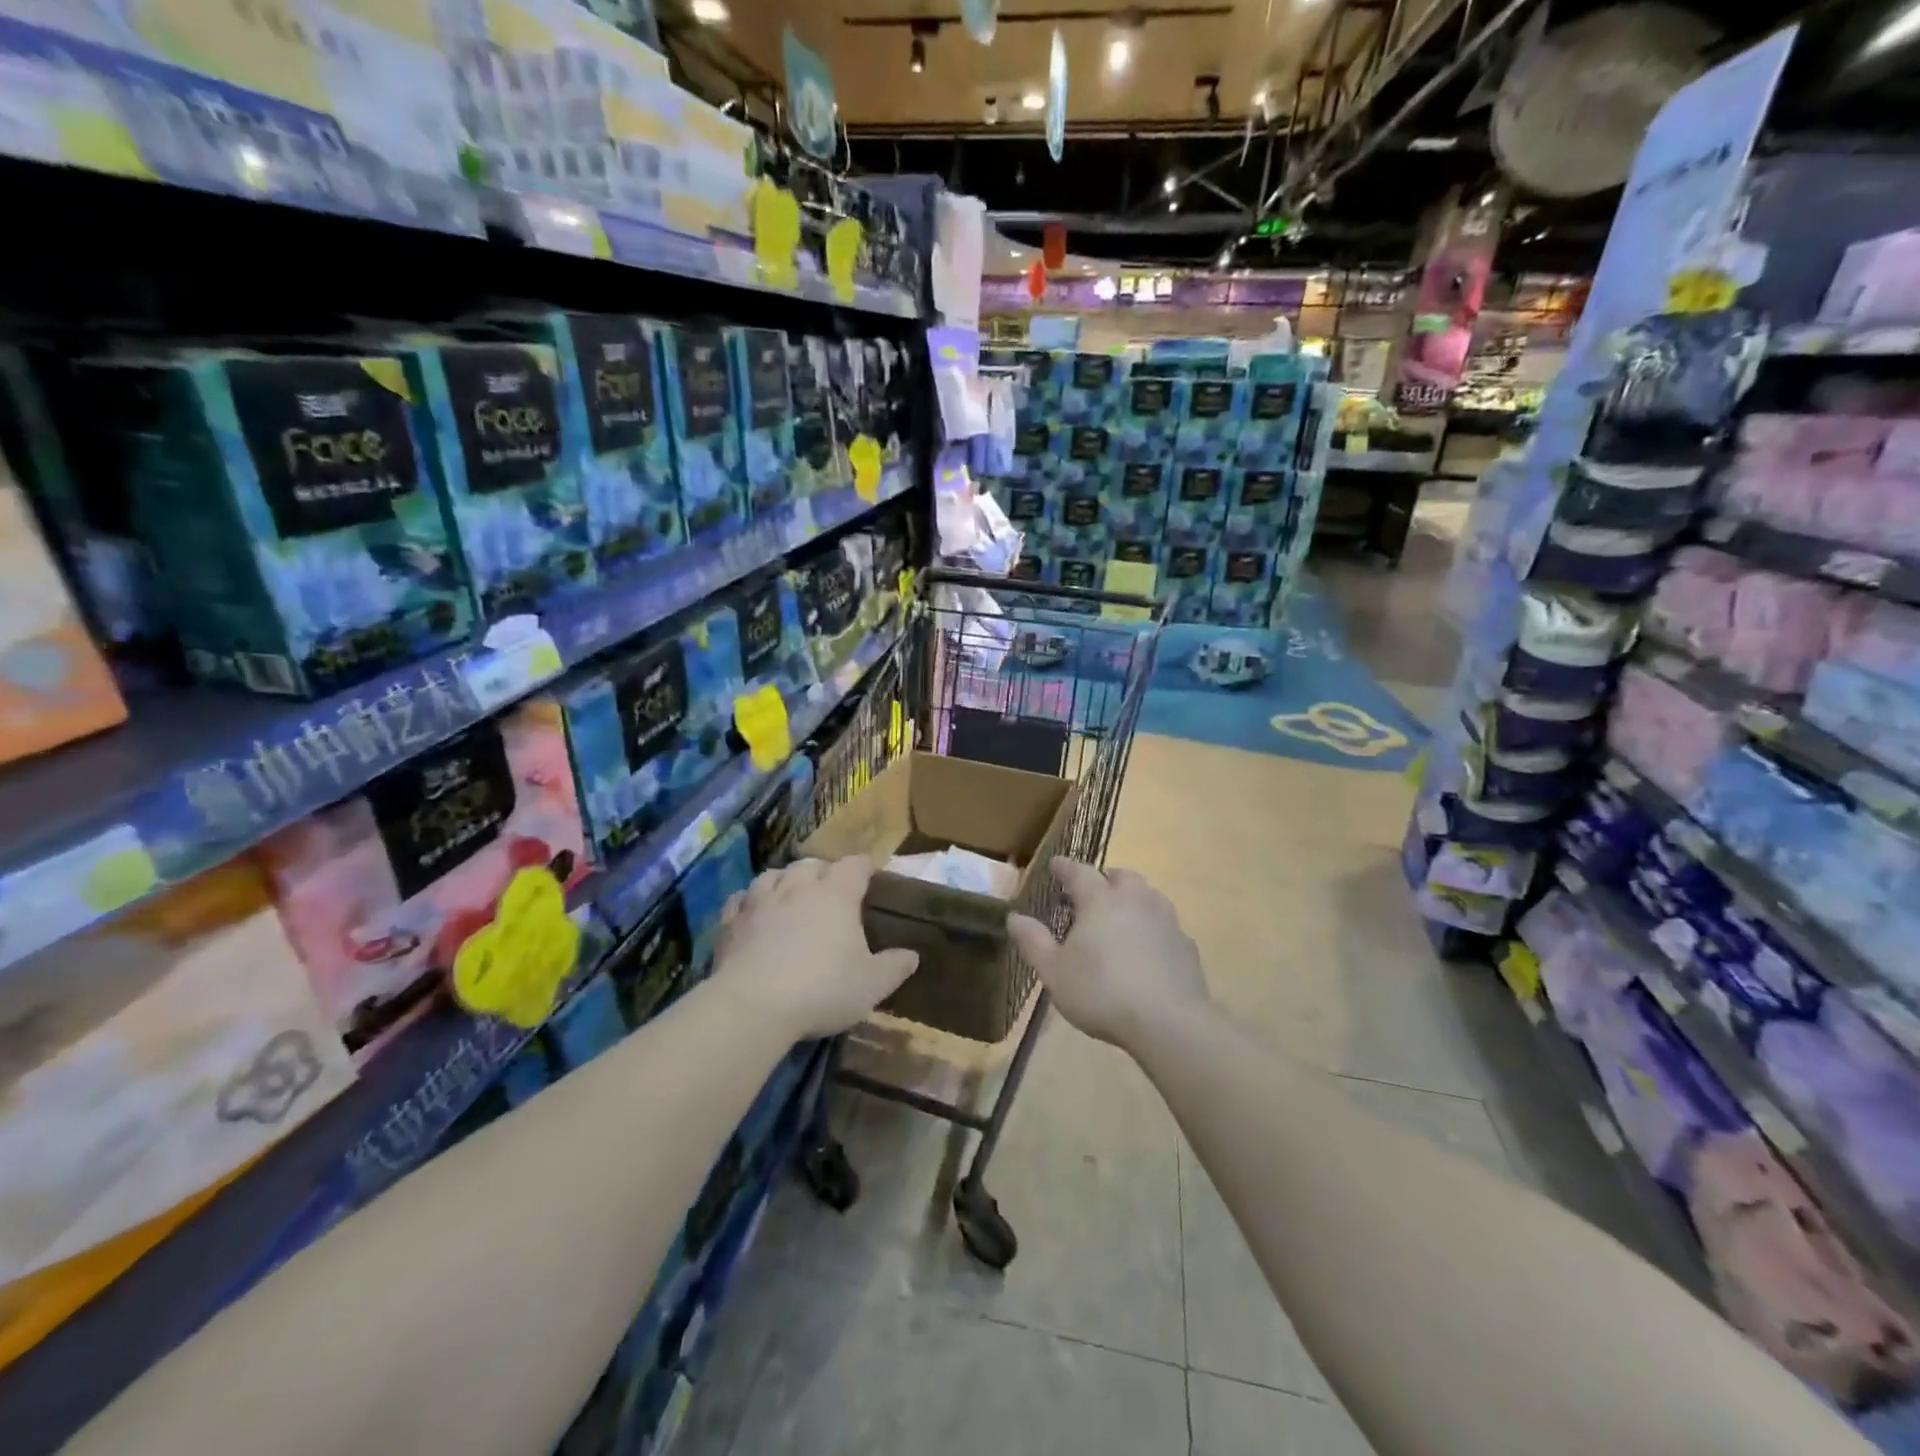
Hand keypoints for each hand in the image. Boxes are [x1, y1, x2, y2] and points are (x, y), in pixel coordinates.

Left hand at [711, 856, 917, 1040]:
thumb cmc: (822, 989)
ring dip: (784, 880)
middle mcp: (798, 887)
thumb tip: (912, 955)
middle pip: (811, 864)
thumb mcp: (871, 984)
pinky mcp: (731, 922)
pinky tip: (752, 913)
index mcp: (836, 894)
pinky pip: (740, 900)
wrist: (753, 1006)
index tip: (868, 875)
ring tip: (789, 895)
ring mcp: (760, 901)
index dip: (863, 867)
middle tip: (829, 890)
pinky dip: (749, 902)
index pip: (854, 865)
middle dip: (821, 871)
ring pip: (772, 875)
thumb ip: (895, 967)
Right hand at [1007, 858, 1210, 1051]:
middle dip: (1103, 879)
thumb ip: (1033, 942)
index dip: (1064, 867)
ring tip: (1118, 918)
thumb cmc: (1102, 992)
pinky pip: (1164, 924)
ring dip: (1131, 898)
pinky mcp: (1186, 944)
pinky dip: (1151, 926)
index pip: (1078, 871)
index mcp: (1099, 900)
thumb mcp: (1054, 972)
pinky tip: (1145, 948)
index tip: (1054, 865)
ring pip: (1147, 895)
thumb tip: (1014, 917)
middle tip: (1089, 894)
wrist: (1169, 1022)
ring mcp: (1165, 919)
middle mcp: (1135, 899)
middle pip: (1120, 876)